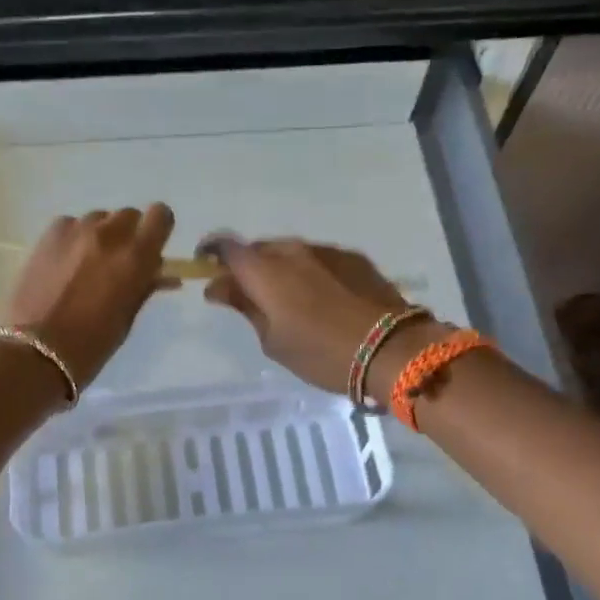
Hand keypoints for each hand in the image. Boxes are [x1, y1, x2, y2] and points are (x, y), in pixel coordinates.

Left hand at [2, 205, 175, 389]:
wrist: (35, 352)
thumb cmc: (91, 345)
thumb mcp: (127, 318)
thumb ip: (144, 287)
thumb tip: (160, 273)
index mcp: (136, 257)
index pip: (160, 216)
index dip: (158, 229)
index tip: (151, 247)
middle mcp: (109, 235)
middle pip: (128, 215)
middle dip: (128, 234)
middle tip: (117, 263)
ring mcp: (75, 230)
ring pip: (98, 219)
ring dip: (99, 236)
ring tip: (86, 265)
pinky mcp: (48, 234)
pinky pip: (70, 225)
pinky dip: (73, 239)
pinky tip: (63, 264)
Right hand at [201, 236, 446, 394]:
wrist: (393, 350)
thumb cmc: (322, 353)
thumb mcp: (273, 340)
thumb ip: (244, 307)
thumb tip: (218, 287)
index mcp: (265, 270)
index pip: (226, 246)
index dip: (211, 253)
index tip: (206, 270)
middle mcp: (293, 250)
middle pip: (258, 249)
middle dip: (247, 268)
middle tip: (248, 298)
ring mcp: (326, 251)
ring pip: (290, 254)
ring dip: (280, 271)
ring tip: (288, 303)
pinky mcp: (353, 258)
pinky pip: (318, 260)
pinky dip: (309, 274)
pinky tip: (321, 301)